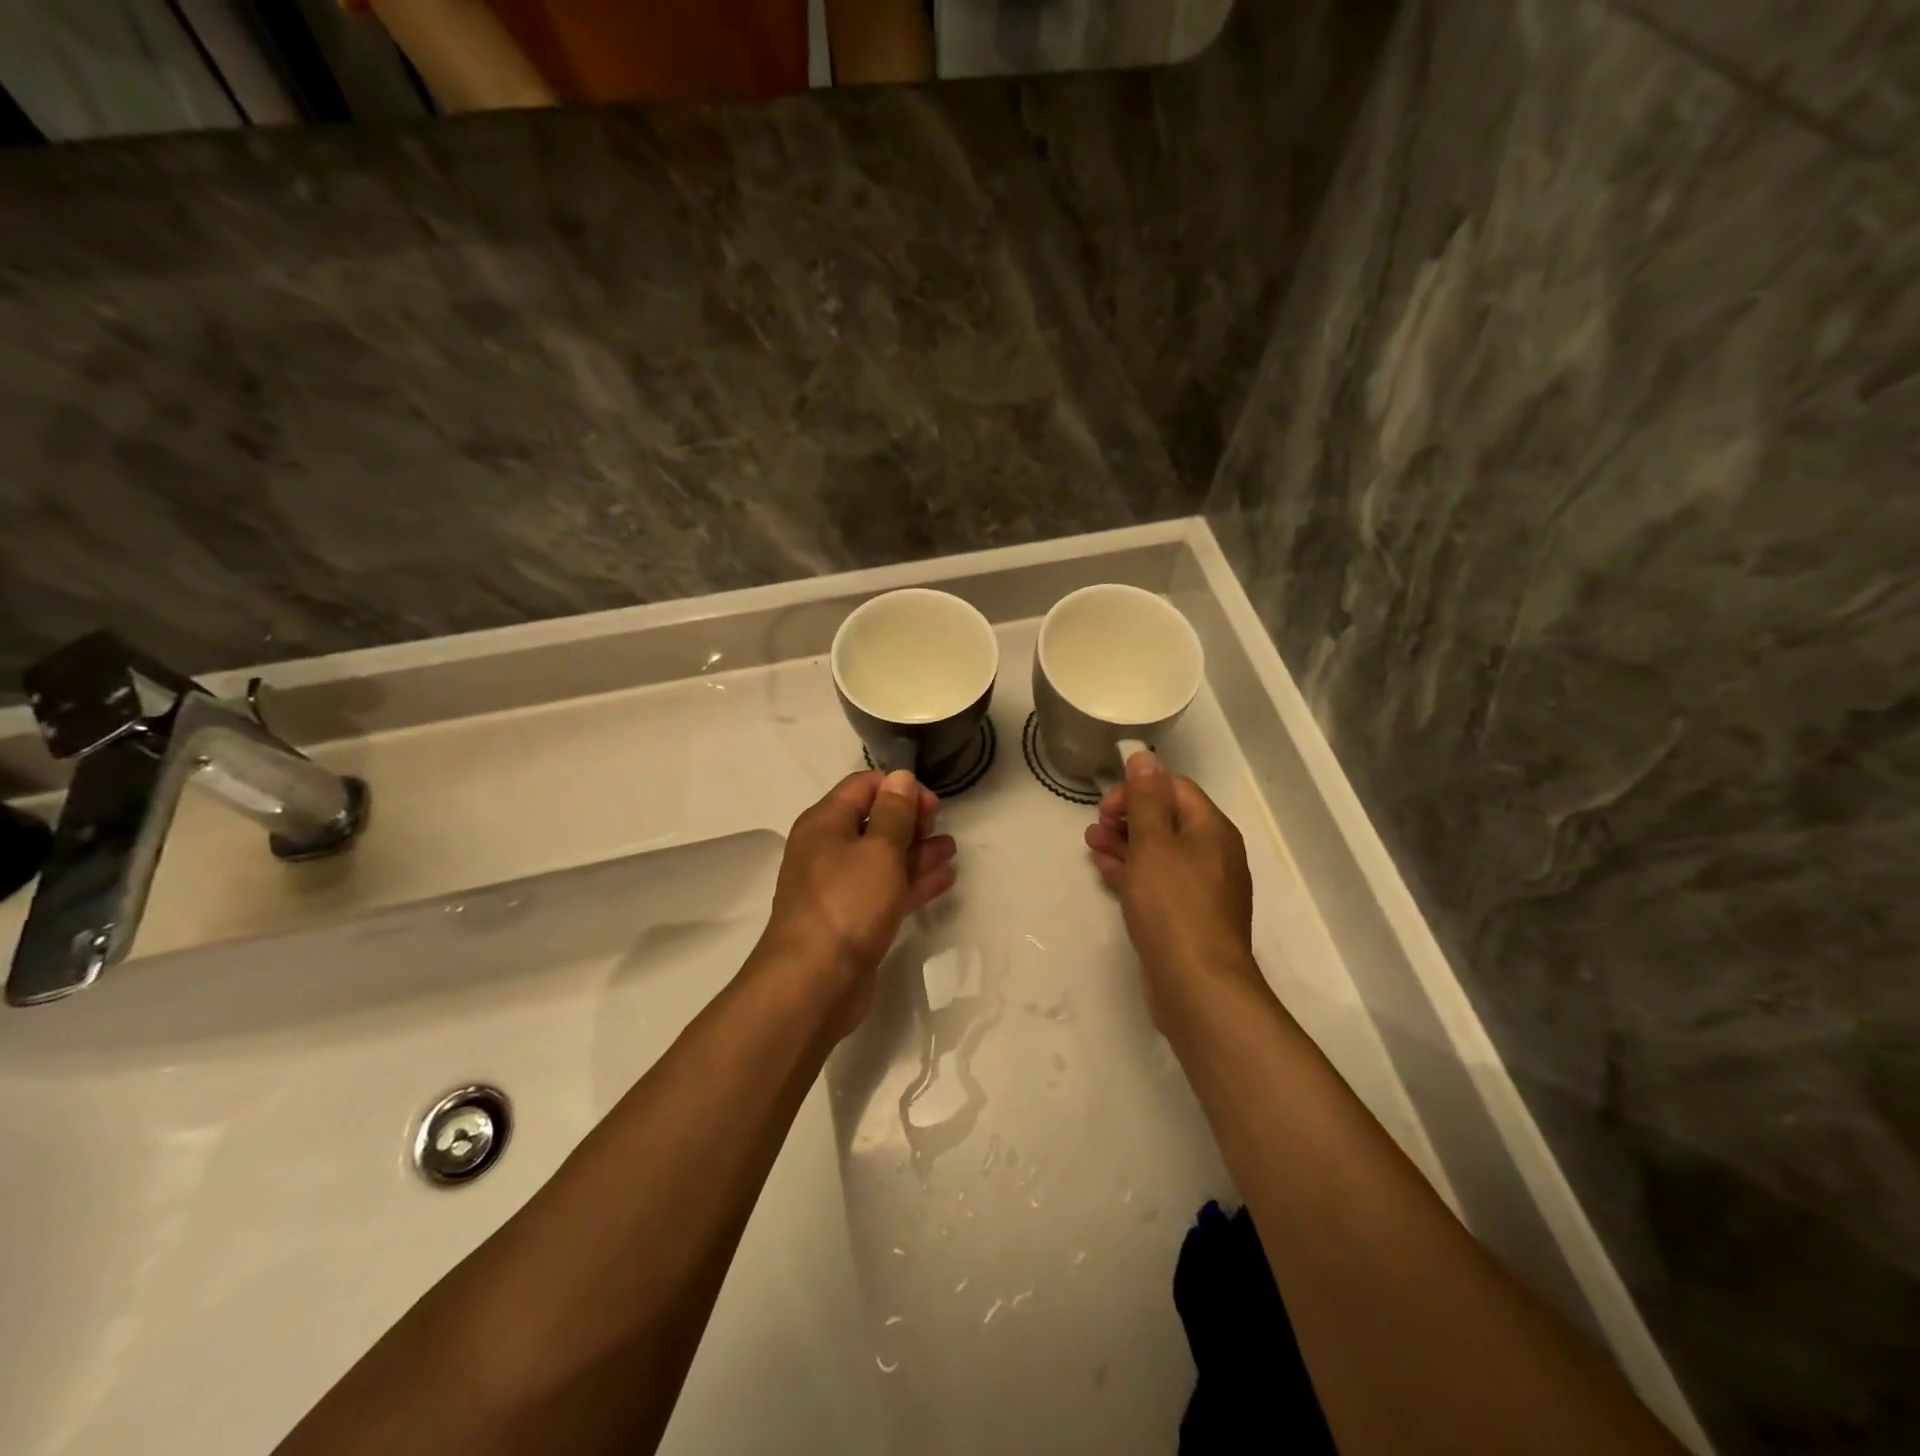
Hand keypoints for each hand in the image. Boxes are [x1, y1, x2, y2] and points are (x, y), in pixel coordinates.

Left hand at [762, 769, 957, 1034]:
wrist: (814, 982)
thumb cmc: (848, 903)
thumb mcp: (879, 850)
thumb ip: (895, 812)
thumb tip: (900, 777)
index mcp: (825, 823)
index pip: (864, 786)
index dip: (900, 789)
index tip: (932, 806)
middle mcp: (828, 849)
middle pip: (873, 821)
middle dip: (910, 820)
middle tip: (940, 828)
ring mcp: (839, 887)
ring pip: (883, 858)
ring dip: (917, 851)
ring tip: (951, 850)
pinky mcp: (853, 919)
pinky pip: (885, 890)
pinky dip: (912, 881)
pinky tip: (943, 878)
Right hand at [1084, 750, 1263, 1029]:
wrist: (1197, 985)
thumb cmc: (1173, 906)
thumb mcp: (1153, 844)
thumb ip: (1146, 799)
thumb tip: (1145, 757)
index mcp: (1211, 829)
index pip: (1174, 788)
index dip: (1138, 789)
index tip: (1106, 806)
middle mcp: (1213, 854)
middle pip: (1167, 820)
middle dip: (1128, 816)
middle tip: (1095, 826)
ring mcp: (1202, 888)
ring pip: (1160, 852)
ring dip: (1125, 843)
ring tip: (1091, 843)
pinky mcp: (1188, 917)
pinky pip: (1159, 882)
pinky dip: (1133, 871)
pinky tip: (1106, 870)